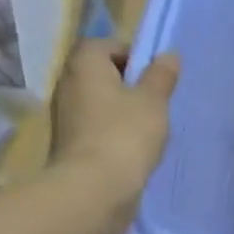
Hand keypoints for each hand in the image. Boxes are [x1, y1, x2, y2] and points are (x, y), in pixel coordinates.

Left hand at [49, 39, 179, 216]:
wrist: (93, 189)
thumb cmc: (125, 134)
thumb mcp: (153, 101)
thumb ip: (161, 76)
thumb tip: (168, 55)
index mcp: (84, 66)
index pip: (102, 45)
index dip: (129, 53)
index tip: (152, 73)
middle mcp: (67, 85)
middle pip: (98, 73)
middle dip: (126, 82)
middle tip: (154, 99)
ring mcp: (65, 117)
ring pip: (97, 101)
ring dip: (120, 108)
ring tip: (148, 125)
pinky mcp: (69, 144)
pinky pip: (94, 126)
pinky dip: (112, 131)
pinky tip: (133, 147)